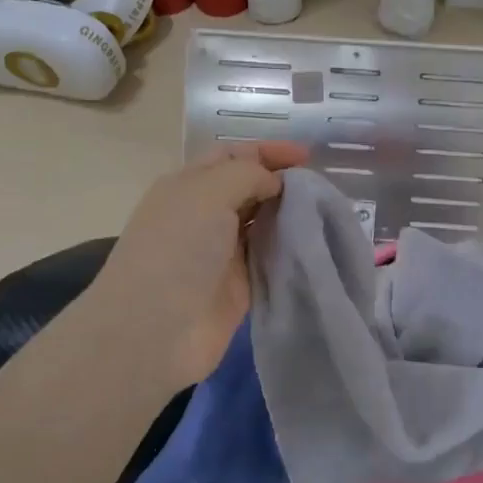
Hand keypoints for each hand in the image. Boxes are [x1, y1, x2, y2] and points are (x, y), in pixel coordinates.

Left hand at [76, 142, 308, 395]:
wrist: (154, 330)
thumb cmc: (177, 250)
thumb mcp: (208, 193)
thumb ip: (247, 174)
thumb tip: (276, 183)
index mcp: (189, 185)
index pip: (232, 155)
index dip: (268, 151)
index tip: (308, 156)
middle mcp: (204, 214)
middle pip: (250, 188)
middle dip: (284, 182)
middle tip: (322, 187)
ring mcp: (222, 252)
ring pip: (264, 223)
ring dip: (291, 215)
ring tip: (327, 211)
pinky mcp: (239, 286)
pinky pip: (270, 258)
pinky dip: (290, 249)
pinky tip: (316, 243)